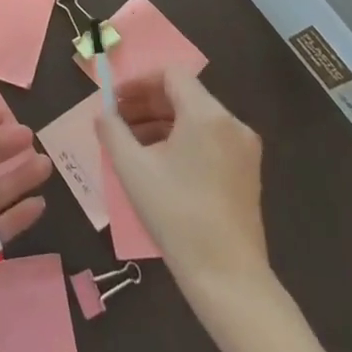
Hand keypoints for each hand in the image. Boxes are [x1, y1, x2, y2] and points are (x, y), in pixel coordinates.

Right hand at [97, 71, 269, 298]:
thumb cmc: (176, 214)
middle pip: (185, 95)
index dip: (139, 82)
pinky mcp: (247, 172)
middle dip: (147, 103)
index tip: (115, 100)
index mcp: (207, 115)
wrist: (227, 276)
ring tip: (131, 144)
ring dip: (162, 122)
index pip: (172, 75)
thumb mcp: (133, 169)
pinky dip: (182, 140)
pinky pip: (210, 139)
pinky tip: (159, 163)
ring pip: (197, 118)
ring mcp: (244, 148)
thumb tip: (103, 113)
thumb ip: (113, 131)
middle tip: (117, 120)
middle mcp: (232, 123)